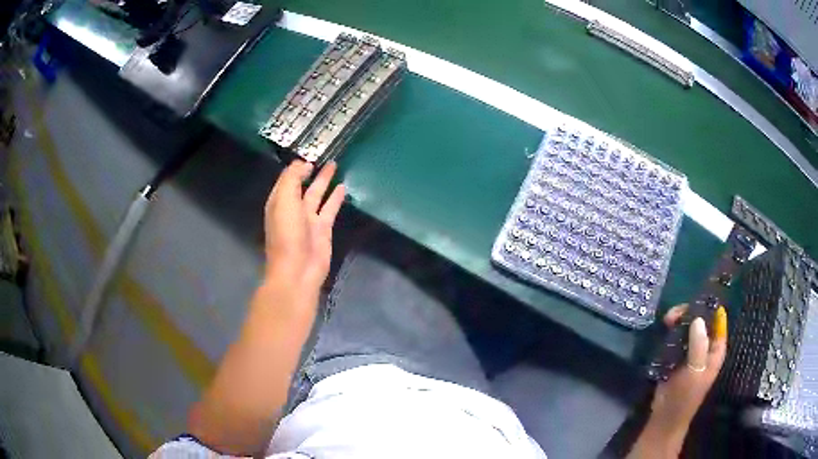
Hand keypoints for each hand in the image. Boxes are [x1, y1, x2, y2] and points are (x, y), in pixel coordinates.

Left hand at [264, 161, 344, 292]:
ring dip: (324, 181)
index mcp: (279, 202)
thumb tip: (303, 164)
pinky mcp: (324, 228)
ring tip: (334, 165)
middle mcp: (293, 208)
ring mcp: (309, 219)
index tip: (309, 153)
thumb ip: (292, 179)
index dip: (296, 166)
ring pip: (317, 194)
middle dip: (311, 170)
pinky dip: (336, 198)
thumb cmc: (287, 234)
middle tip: (323, 155)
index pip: (287, 178)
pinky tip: (343, 187)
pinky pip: (330, 208)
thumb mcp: (284, 201)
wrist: (297, 270)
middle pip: (303, 184)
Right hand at [645, 305, 727, 450]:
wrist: (665, 417)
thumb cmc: (684, 397)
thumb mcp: (695, 372)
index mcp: (716, 349)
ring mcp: (692, 350)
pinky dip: (672, 330)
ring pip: (689, 325)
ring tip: (667, 321)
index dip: (710, 305)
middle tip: (674, 314)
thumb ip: (699, 346)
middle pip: (702, 319)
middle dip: (690, 312)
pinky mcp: (678, 355)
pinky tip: (664, 329)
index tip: (696, 296)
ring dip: (679, 320)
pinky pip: (677, 336)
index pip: (718, 318)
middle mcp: (706, 345)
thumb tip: (698, 318)